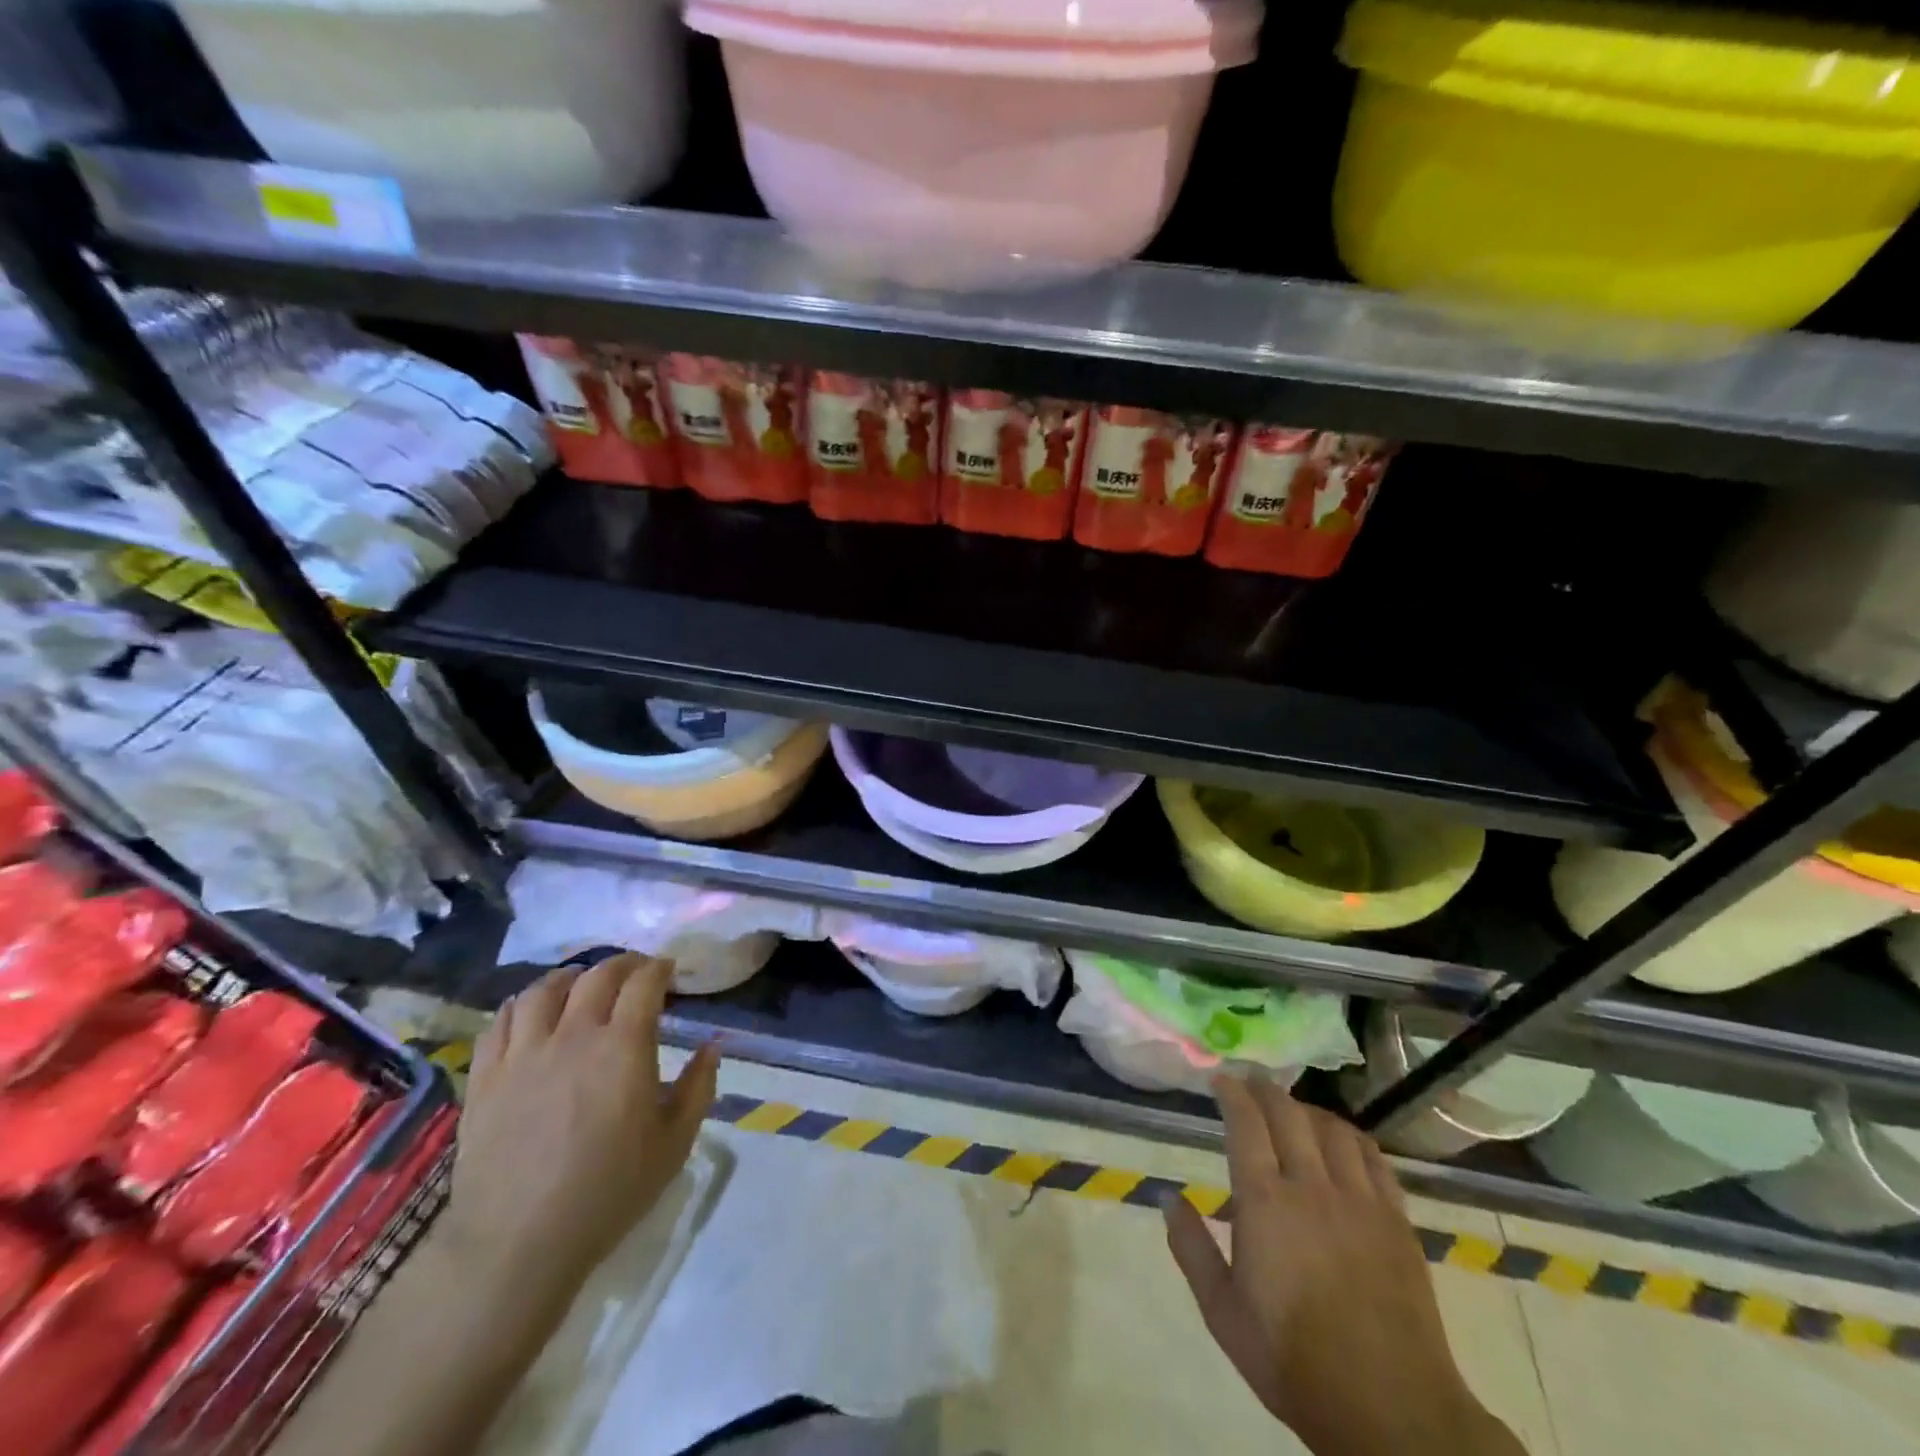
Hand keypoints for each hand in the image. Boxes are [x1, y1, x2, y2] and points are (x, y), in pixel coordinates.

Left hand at [445, 954, 718, 1308]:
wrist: (517, 1243)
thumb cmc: (608, 1192)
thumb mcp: (674, 1143)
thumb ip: (699, 1087)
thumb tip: (712, 1047)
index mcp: (623, 1046)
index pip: (643, 982)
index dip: (659, 968)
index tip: (669, 971)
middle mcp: (573, 1035)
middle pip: (596, 975)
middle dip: (622, 964)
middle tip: (634, 972)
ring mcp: (524, 1053)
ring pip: (544, 990)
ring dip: (569, 977)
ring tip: (579, 983)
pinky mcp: (486, 1077)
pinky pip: (501, 1021)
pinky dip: (521, 1005)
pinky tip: (531, 1013)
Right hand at [1163, 1075, 1523, 1455]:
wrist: (1390, 1412)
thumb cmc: (1293, 1360)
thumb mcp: (1223, 1314)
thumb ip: (1192, 1250)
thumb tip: (1170, 1199)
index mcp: (1265, 1203)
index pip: (1246, 1123)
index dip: (1232, 1093)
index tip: (1220, 1079)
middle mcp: (1312, 1187)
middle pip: (1288, 1113)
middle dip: (1265, 1089)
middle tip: (1251, 1080)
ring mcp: (1360, 1201)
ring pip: (1332, 1128)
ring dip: (1307, 1109)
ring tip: (1293, 1109)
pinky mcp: (1396, 1221)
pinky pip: (1374, 1159)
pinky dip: (1351, 1137)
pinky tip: (1341, 1140)